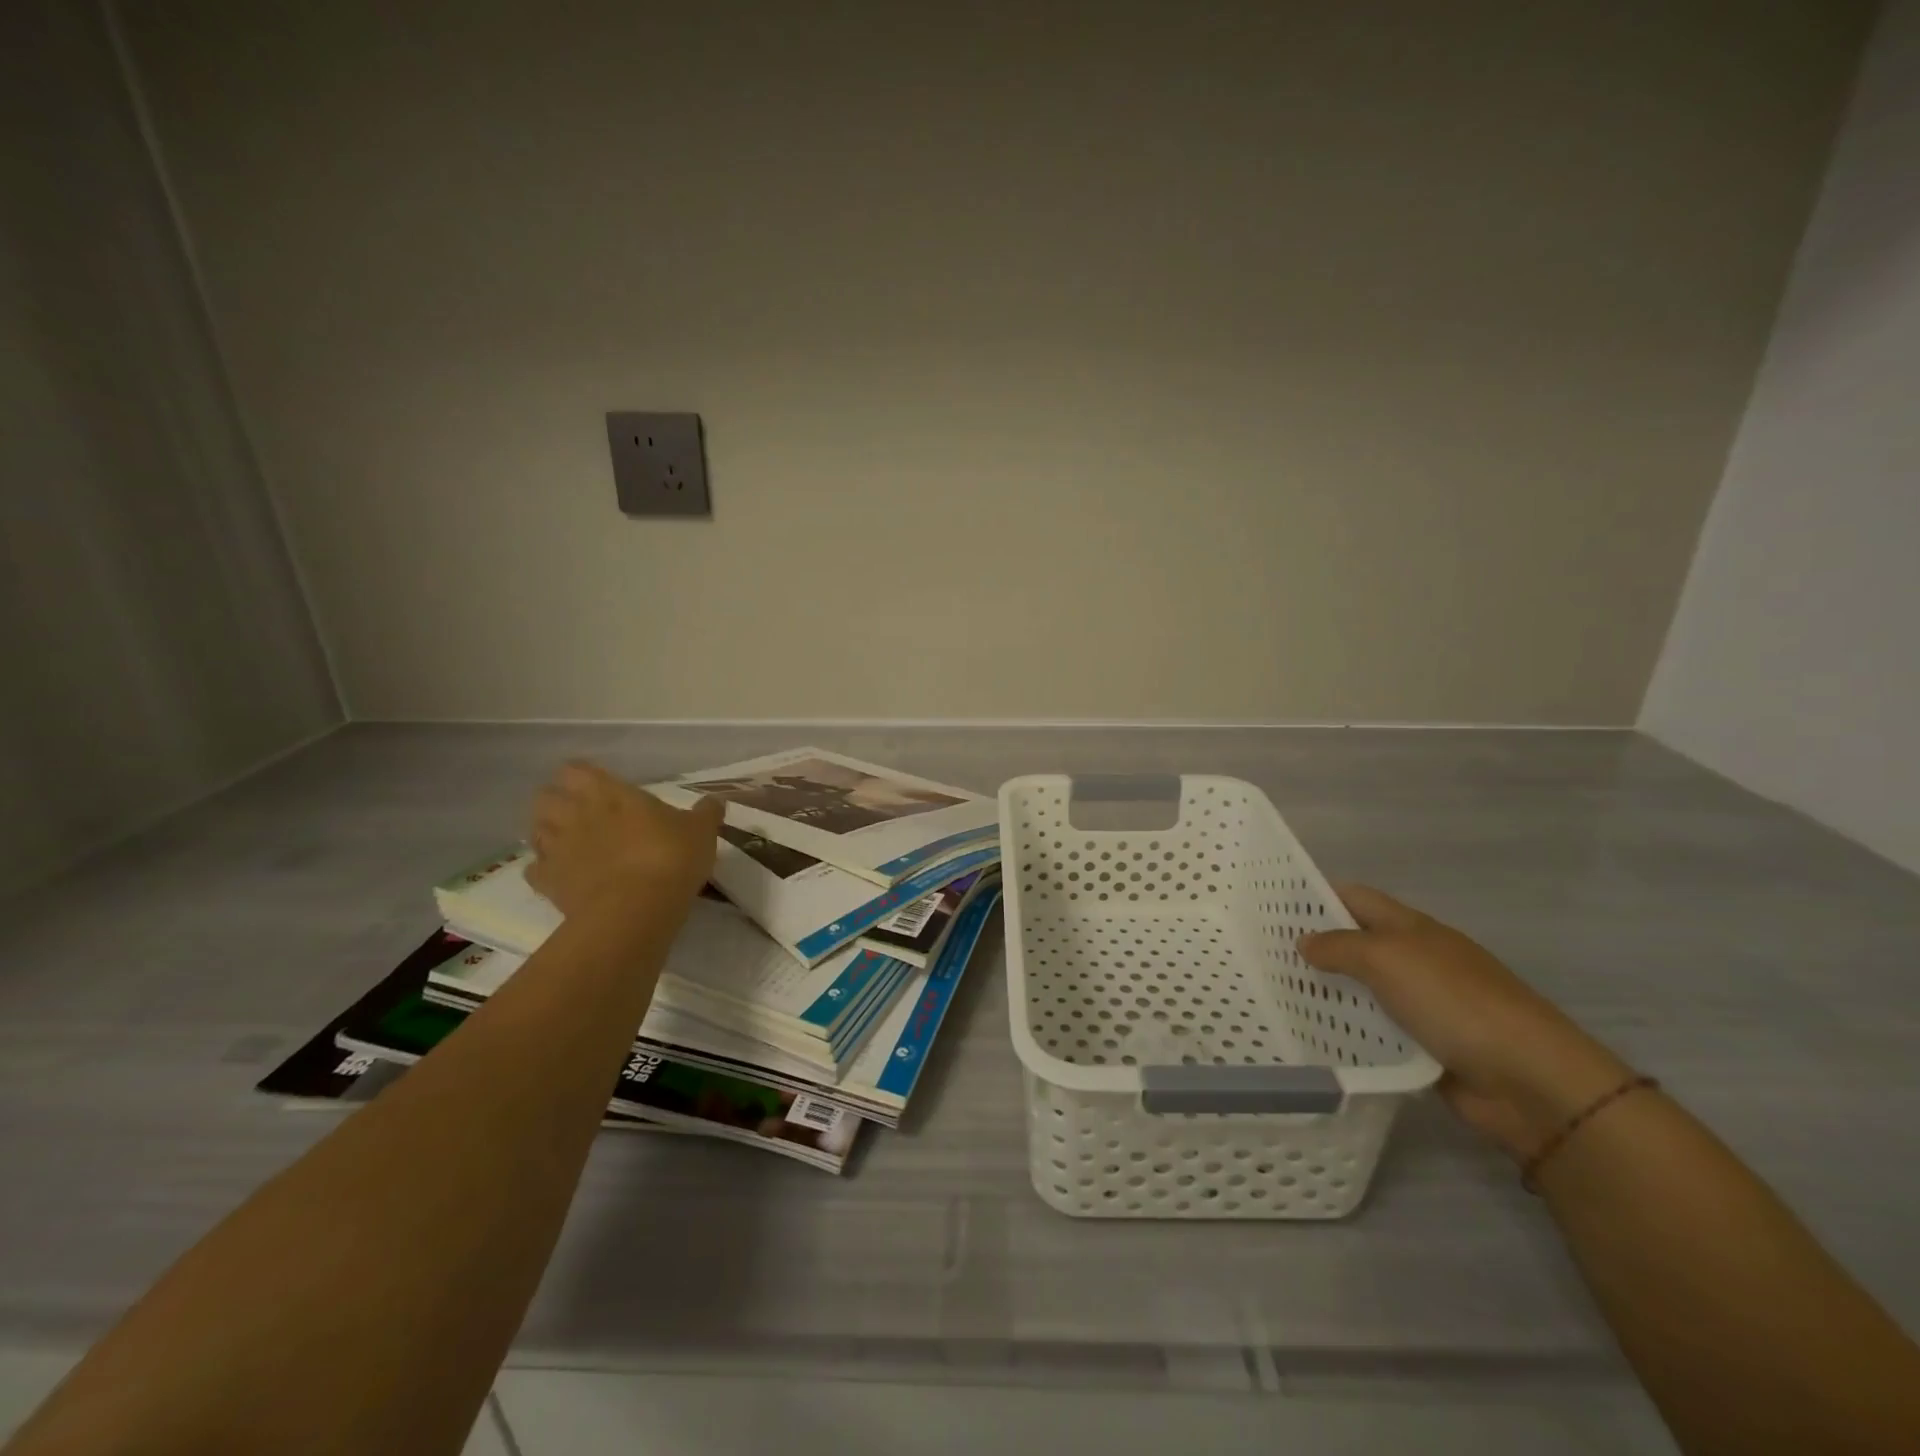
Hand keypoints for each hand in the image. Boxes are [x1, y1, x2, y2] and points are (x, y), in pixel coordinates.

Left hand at [525, 760, 723, 919]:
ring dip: (548, 833)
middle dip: (557, 802)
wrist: (636, 909)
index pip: (576, 770)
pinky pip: (535, 870)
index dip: (582, 776)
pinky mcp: (547, 883)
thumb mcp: (701, 831)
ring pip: (534, 830)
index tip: (599, 786)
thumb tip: (715, 801)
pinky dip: (545, 870)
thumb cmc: (670, 857)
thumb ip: (706, 813)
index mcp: (609, 792)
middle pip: (546, 796)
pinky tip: (563, 876)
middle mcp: (575, 814)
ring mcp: (557, 848)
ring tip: (569, 843)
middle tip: (581, 814)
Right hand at [1299, 885, 1631, 1159]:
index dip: (1316, 896)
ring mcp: (1421, 1005)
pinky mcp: (1424, 1047)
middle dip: (1313, 948)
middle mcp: (1414, 960)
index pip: (1355, 898)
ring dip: (1327, 994)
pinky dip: (1349, 1033)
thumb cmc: (1454, 1001)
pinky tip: (1313, 1038)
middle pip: (1355, 944)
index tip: (1270, 906)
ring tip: (1275, 997)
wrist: (1527, 1079)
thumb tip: (1304, 941)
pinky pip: (1375, 1032)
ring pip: (1361, 991)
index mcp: (1411, 928)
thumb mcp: (1388, 959)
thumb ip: (1340, 947)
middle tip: (1261, 956)